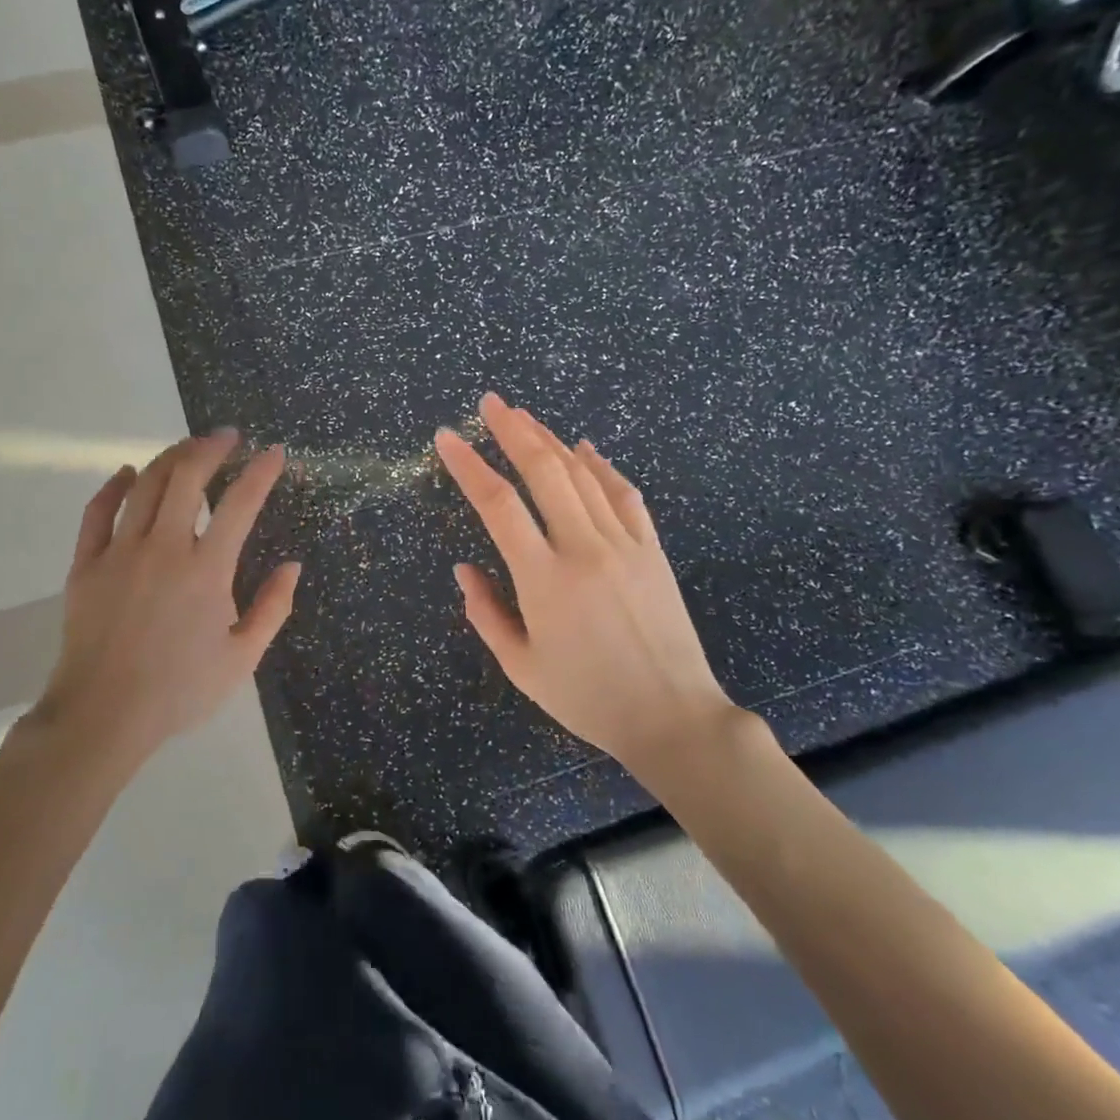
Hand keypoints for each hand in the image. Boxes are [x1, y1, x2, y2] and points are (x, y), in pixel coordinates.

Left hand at [30, 429, 299, 762]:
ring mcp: (119, 553)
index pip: (240, 503)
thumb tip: (292, 566)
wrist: (104, 716)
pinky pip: (97, 512)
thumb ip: (272, 608)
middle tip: (227, 437)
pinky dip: (114, 486)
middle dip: (211, 447)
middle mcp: (164, 548)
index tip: (274, 452)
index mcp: (207, 570)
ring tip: (189, 448)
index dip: (261, 472)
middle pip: (186, 477)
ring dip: (170, 458)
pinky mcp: (86, 565)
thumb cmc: (180, 690)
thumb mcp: (242, 658)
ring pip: (145, 486)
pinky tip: (128, 474)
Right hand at [435, 394, 747, 777]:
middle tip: (490, 403)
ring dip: (551, 440)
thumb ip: (486, 613)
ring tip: (525, 417)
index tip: (447, 438)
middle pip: (544, 471)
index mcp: (544, 580)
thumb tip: (464, 568)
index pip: (498, 506)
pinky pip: (624, 495)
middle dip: (513, 430)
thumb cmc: (588, 698)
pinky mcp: (652, 549)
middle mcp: (583, 549)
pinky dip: (602, 467)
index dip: (468, 466)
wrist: (672, 716)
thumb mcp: (521, 666)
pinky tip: (586, 449)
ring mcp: (624, 544)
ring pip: (583, 475)